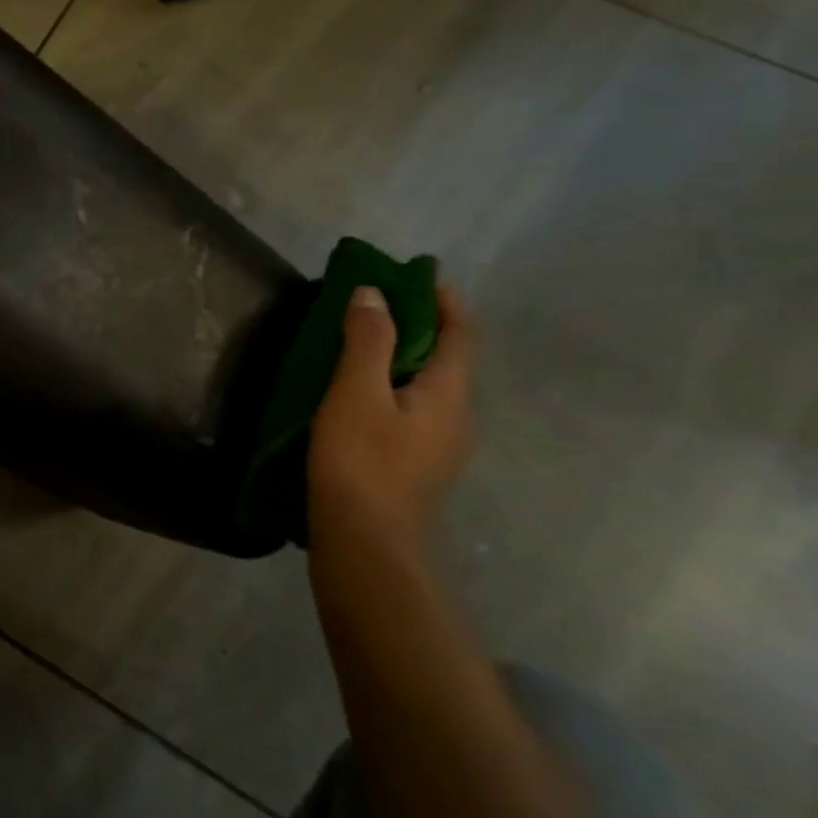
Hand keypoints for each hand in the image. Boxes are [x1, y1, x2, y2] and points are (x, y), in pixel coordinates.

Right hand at [308, 283, 474, 552]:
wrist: (366, 542)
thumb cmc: (361, 461)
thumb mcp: (357, 392)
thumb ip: (368, 340)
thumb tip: (374, 293)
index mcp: (450, 393)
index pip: (460, 334)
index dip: (444, 301)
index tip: (418, 276)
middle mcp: (457, 417)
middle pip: (448, 359)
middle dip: (421, 327)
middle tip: (378, 307)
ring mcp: (441, 447)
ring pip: (430, 387)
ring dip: (405, 359)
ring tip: (363, 346)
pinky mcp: (418, 466)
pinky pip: (414, 410)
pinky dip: (394, 387)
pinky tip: (361, 398)